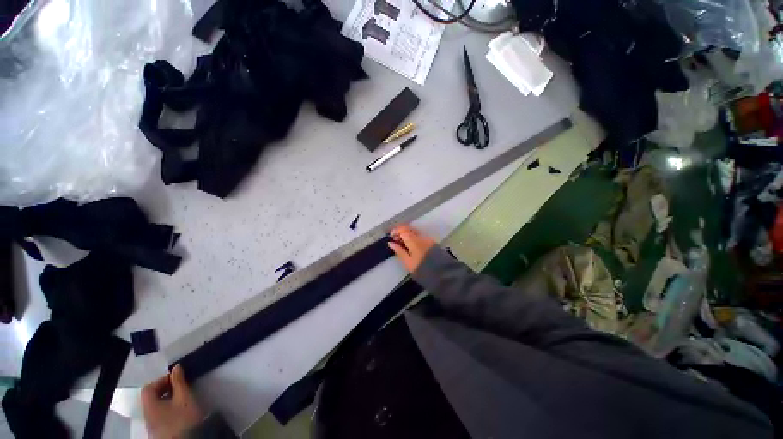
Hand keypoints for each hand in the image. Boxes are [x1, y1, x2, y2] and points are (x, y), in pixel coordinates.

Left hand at [141, 365, 203, 438]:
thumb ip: (179, 382)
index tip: (176, 378)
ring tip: (181, 397)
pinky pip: (160, 414)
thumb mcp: (184, 397)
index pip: (148, 387)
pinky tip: (179, 410)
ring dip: (167, 398)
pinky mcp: (159, 430)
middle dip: (165, 389)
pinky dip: (168, 407)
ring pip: (156, 406)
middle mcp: (146, 414)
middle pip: (151, 397)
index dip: (161, 380)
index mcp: (149, 405)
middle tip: (180, 386)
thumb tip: (176, 367)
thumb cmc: (182, 418)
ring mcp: (152, 424)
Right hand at [388, 225, 435, 272]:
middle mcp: (422, 237)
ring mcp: (429, 239)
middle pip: (410, 229)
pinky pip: (421, 237)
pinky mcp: (433, 243)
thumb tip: (391, 243)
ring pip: (415, 233)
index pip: (403, 229)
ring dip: (408, 236)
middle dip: (401, 233)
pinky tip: (412, 247)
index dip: (396, 231)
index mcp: (414, 241)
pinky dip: (414, 239)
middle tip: (396, 241)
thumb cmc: (422, 270)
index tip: (391, 237)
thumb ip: (399, 251)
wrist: (443, 275)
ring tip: (403, 245)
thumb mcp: (408, 263)